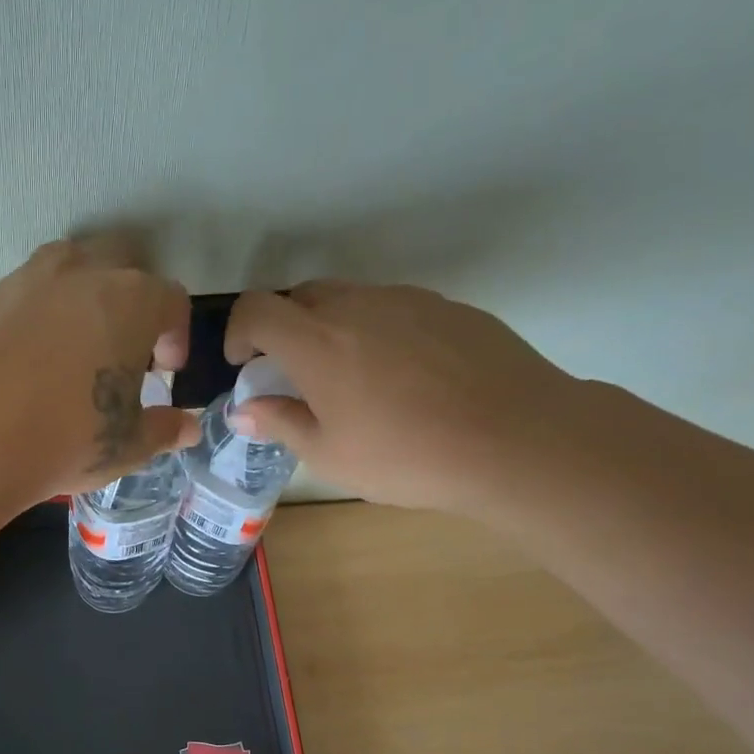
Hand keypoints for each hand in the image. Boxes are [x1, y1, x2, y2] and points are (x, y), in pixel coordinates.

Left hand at [0, 239, 198, 500]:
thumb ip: (163, 430)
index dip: (176, 335)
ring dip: (82, 297)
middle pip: (121, 266)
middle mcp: (80, 275)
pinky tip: (27, 363)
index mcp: (130, 301)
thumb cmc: (66, 439)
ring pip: (67, 268)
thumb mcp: (126, 445)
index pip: (171, 300)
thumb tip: (186, 428)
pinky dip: (36, 318)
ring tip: (75, 346)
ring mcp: (26, 281)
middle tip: (123, 351)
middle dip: (131, 302)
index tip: (166, 372)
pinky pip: (23, 296)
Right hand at [223, 282, 585, 515]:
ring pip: (350, 299)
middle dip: (284, 330)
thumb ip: (280, 422)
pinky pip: (394, 308)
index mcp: (317, 342)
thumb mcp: (329, 455)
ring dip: (331, 329)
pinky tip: (403, 378)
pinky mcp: (447, 307)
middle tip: (296, 377)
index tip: (245, 366)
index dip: (239, 333)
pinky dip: (377, 331)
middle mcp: (357, 306)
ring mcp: (407, 300)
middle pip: (300, 297)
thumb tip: (244, 409)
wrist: (514, 439)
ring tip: (352, 380)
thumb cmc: (406, 456)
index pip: (256, 309)